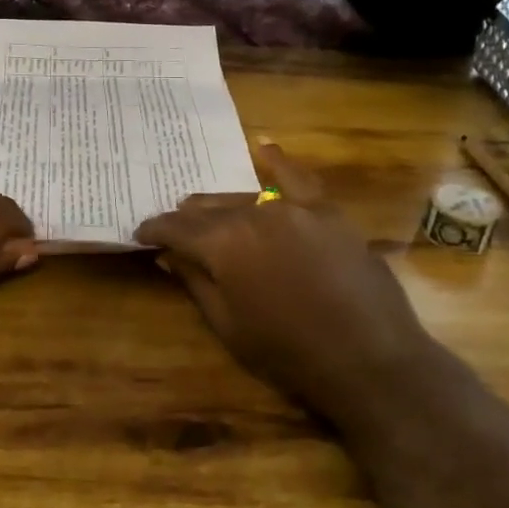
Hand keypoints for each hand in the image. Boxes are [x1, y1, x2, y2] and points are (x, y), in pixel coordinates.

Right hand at [135, 146, 432, 426]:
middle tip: (173, 229)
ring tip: (205, 207)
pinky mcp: (328, 213)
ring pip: (246, 197)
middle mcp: (255, 215)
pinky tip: (264, 148)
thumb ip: (195, 281)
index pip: (177, 229)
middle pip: (210, 209)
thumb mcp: (228, 324)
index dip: (155, 230)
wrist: (368, 358)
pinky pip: (299, 180)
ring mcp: (295, 208)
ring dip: (222, 205)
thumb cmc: (287, 352)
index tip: (140, 233)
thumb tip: (168, 255)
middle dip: (187, 219)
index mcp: (223, 244)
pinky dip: (279, 163)